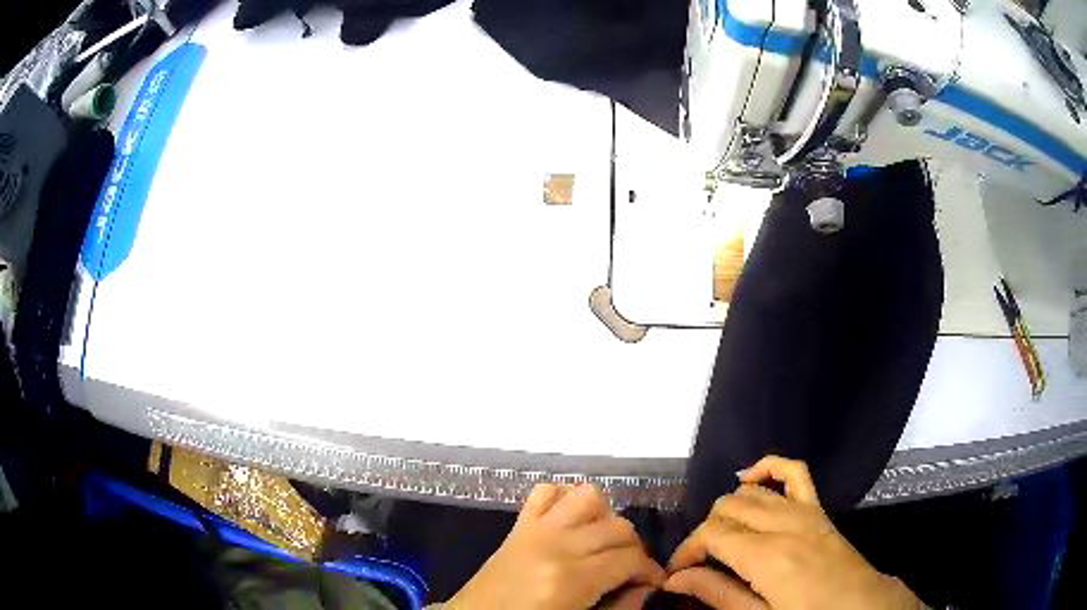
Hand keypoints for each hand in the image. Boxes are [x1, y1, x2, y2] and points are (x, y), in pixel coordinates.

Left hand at [448, 483, 664, 609]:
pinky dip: (565, 498)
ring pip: (589, 497)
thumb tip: (646, 586)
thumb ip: (620, 607)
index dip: (650, 570)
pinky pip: (546, 491)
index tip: (653, 581)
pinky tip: (570, 521)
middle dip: (634, 549)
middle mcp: (557, 545)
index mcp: (571, 579)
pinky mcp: (519, 524)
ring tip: (601, 542)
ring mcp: (536, 529)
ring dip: (604, 517)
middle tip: (630, 570)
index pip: (630, 559)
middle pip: (618, 528)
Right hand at [664, 456, 922, 609]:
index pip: (711, 535)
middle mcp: (783, 524)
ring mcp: (803, 510)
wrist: (857, 606)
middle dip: (704, 532)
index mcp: (766, 556)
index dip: (687, 551)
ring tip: (722, 537)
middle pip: (726, 509)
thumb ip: (718, 594)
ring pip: (751, 491)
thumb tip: (677, 579)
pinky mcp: (817, 507)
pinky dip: (769, 467)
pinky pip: (793, 471)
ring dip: (728, 509)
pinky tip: (750, 479)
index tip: (679, 572)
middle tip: (700, 563)